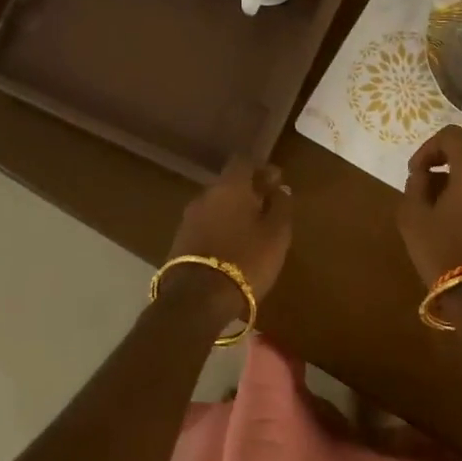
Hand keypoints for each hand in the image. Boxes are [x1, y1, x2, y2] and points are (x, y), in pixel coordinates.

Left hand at [166, 157, 293, 313]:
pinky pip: (205, 226)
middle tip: (267, 208)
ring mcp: (188, 219)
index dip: (260, 168)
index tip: (275, 182)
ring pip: (215, 206)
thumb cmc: (246, 260)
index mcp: (230, 186)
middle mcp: (205, 195)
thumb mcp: (276, 234)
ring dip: (232, 213)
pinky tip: (232, 247)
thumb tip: (281, 189)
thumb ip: (281, 207)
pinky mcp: (180, 242)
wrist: (197, 299)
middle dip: (247, 192)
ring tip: (251, 231)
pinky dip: (219, 230)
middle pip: (228, 184)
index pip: (243, 161)